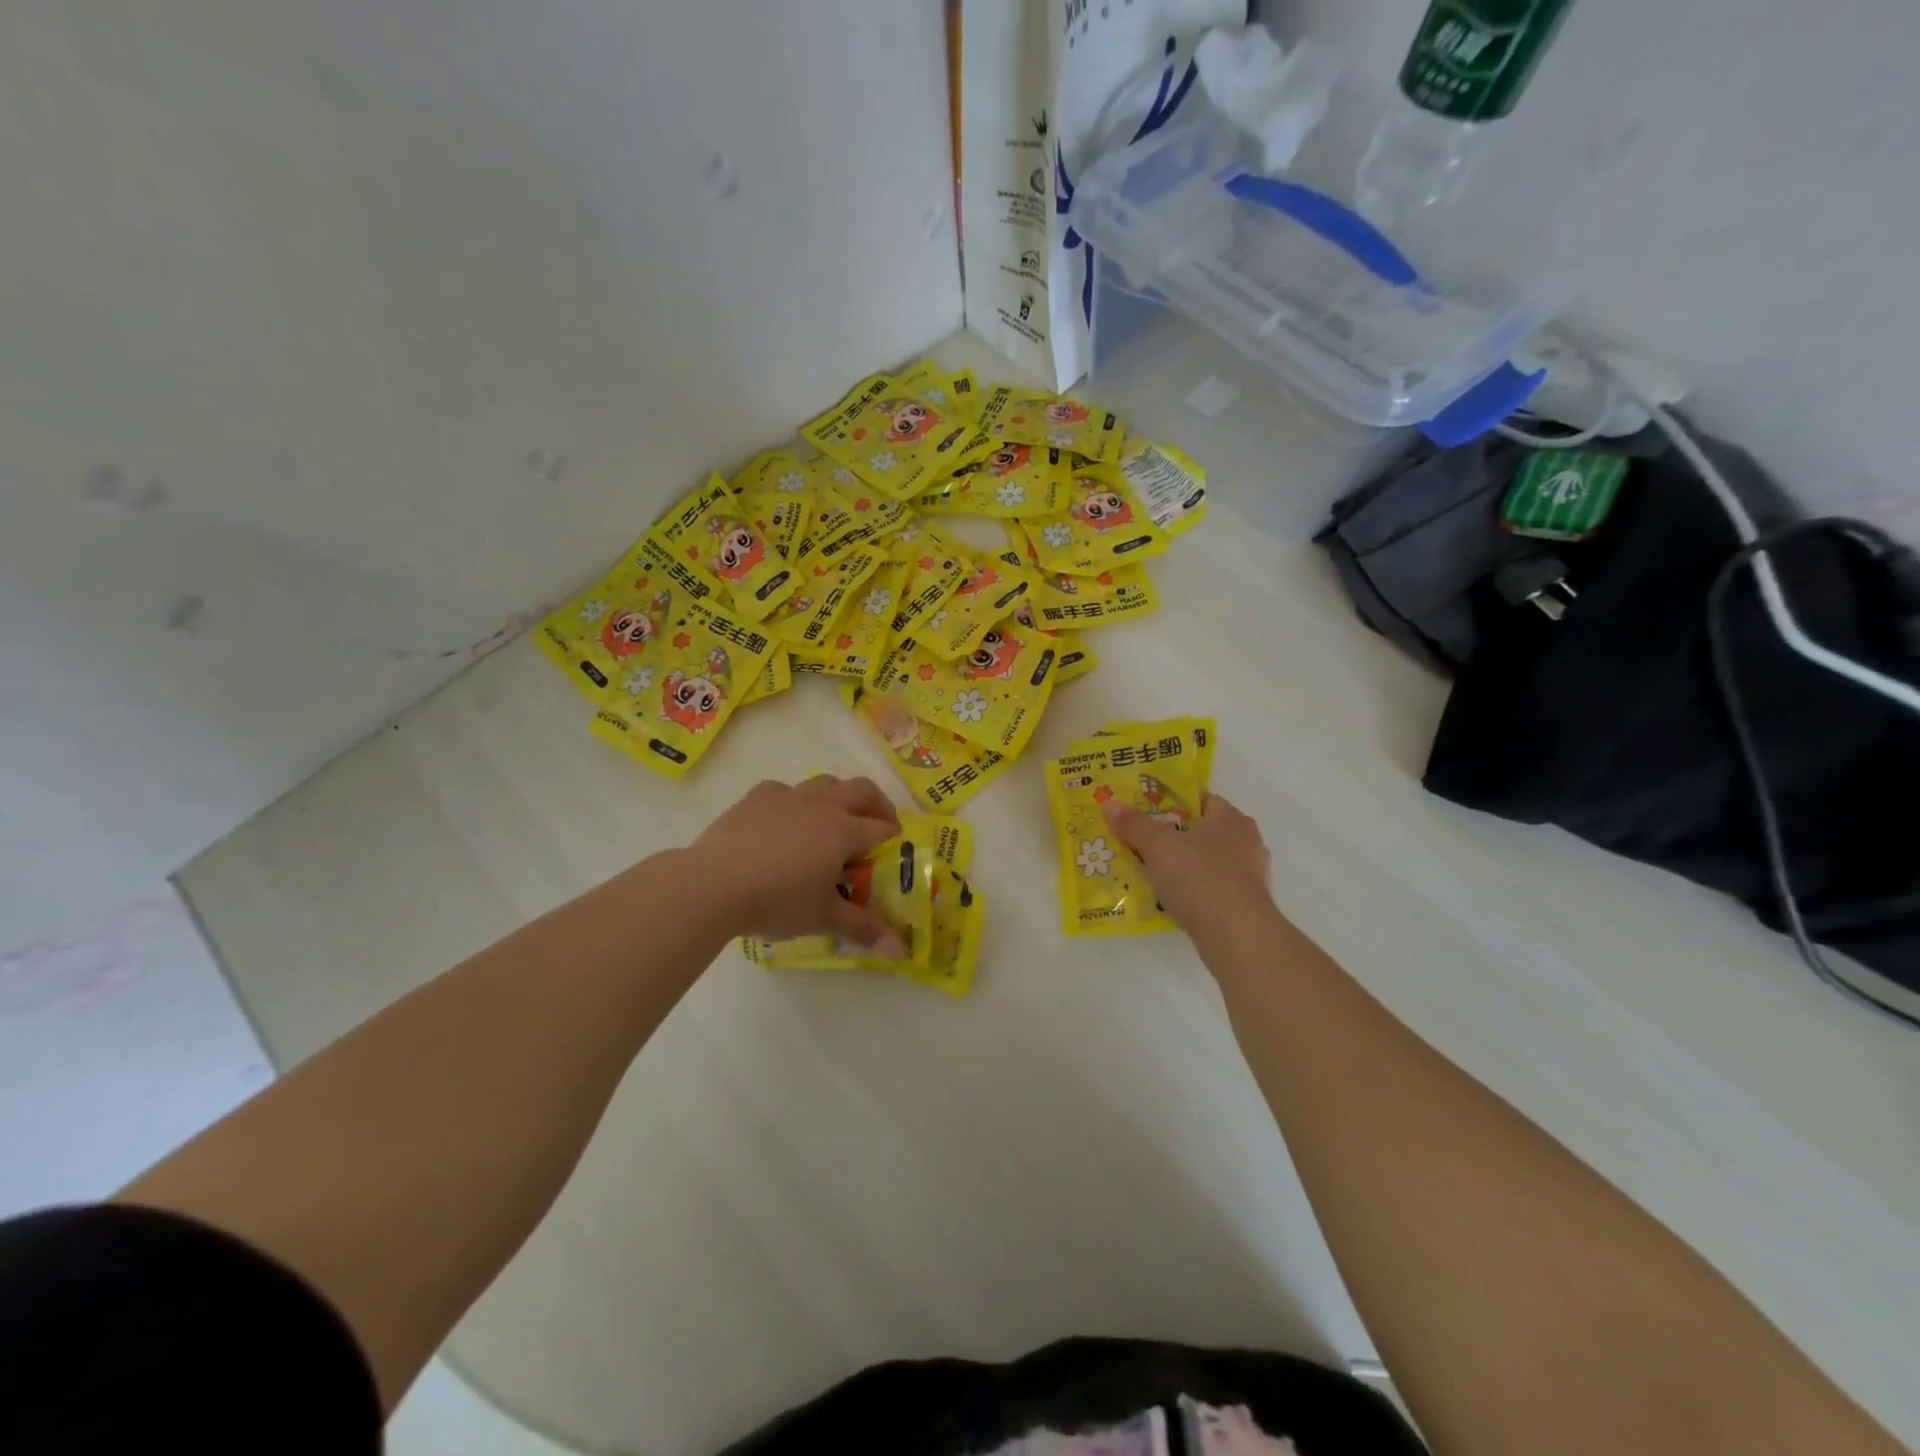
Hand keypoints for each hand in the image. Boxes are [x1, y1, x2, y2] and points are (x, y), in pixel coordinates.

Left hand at [691, 775, 905, 954]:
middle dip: (878, 806)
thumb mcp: (823, 918)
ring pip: (825, 782)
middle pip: (862, 791)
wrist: (714, 884)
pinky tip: (785, 820)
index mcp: (843, 831)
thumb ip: (863, 929)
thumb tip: (900, 951)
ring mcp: (787, 796)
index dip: (895, 840)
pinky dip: (794, 800)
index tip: (895, 854)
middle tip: (879, 827)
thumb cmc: (777, 901)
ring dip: (839, 796)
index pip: (882, 829)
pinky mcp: (756, 798)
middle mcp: (821, 805)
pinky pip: (784, 790)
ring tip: (834, 820)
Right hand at [1101, 792, 1274, 935]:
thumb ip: (1134, 824)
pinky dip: (1192, 891)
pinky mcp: (1246, 905)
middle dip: (1172, 837)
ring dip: (1181, 866)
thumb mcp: (1158, 846)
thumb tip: (1109, 803)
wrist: (1238, 937)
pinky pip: (1211, 889)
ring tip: (1149, 873)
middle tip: (1140, 843)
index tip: (1144, 813)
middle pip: (1201, 831)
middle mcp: (1246, 842)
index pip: (1200, 800)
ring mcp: (1250, 876)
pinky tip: (1169, 900)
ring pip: (1206, 862)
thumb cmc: (1200, 879)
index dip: (1171, 803)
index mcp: (1231, 819)